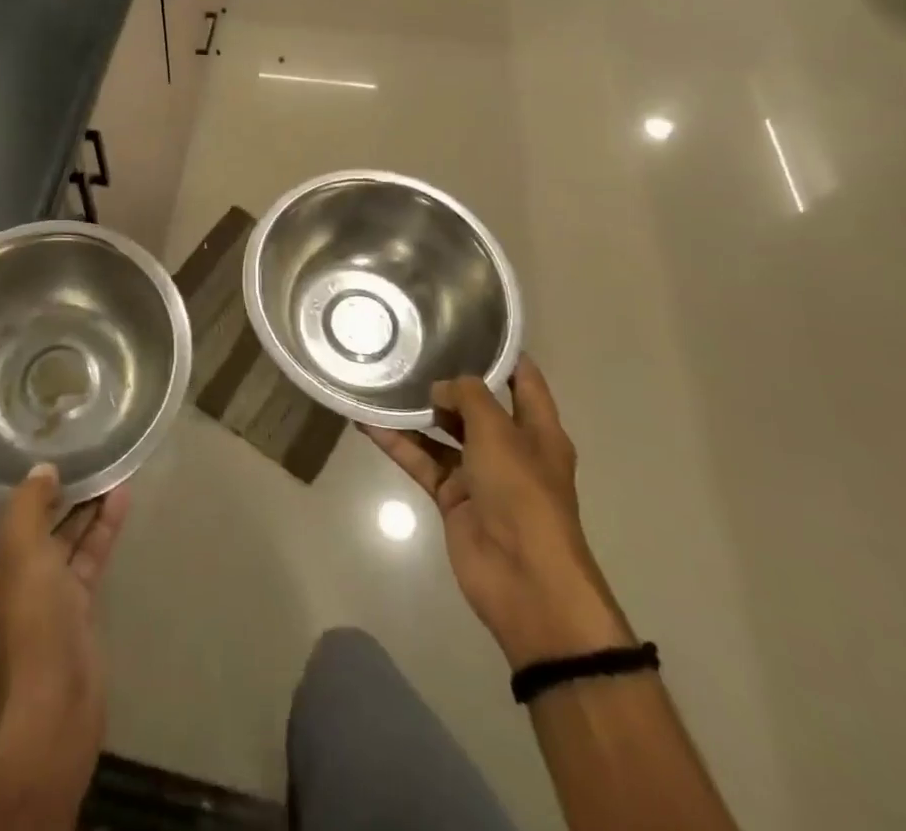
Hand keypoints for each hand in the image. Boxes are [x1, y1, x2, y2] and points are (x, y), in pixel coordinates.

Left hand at [0, 463, 129, 812]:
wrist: (55, 712)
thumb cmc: (25, 624)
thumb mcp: (22, 551)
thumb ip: (28, 503)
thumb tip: (41, 471)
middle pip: (12, 528)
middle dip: (36, 493)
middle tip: (60, 457)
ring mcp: (37, 597)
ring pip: (55, 540)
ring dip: (75, 507)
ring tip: (99, 466)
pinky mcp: (71, 611)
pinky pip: (84, 559)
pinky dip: (99, 529)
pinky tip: (121, 497)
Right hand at [364, 359, 633, 670]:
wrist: (526, 581)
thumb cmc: (523, 494)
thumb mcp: (499, 432)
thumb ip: (468, 397)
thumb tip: (441, 389)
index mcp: (538, 430)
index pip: (522, 380)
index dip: (500, 353)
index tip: (465, 325)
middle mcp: (509, 447)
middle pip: (476, 405)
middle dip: (447, 380)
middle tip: (410, 349)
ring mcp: (479, 474)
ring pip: (442, 433)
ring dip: (415, 412)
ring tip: (381, 379)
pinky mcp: (452, 497)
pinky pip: (422, 461)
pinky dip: (397, 444)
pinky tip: (367, 422)